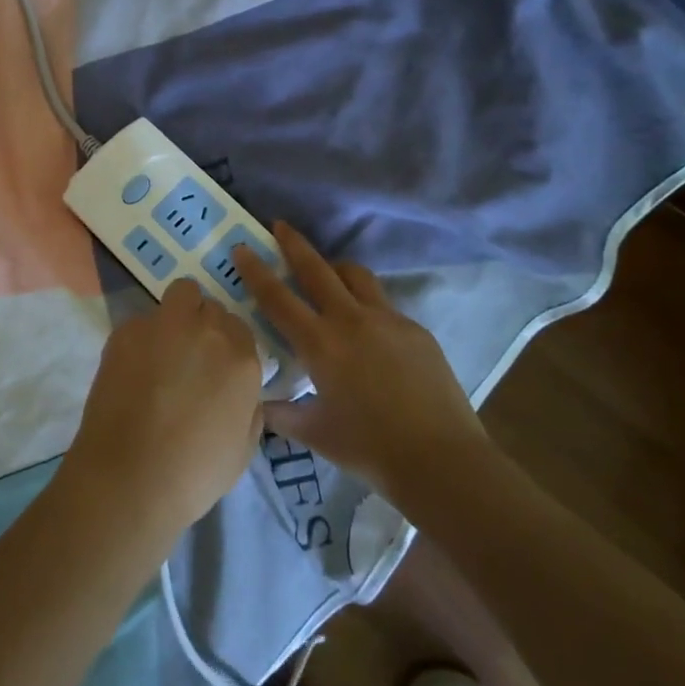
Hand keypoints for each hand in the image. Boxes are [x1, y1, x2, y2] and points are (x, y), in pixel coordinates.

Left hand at [61, 279, 264, 541]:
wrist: (131, 477)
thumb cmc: (194, 473)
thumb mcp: (244, 447)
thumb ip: (249, 406)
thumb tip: (241, 389)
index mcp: (242, 359)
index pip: (240, 327)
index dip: (227, 345)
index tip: (215, 364)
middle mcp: (208, 331)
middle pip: (211, 308)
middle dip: (203, 325)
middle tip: (188, 356)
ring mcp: (165, 325)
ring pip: (180, 295)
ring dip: (177, 314)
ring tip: (161, 349)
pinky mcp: (127, 330)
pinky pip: (142, 320)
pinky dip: (141, 336)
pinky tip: (131, 368)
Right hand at [235, 223, 486, 492]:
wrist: (441, 460)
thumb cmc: (369, 448)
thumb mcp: (315, 434)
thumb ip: (281, 415)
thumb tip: (259, 405)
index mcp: (320, 344)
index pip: (278, 298)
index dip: (256, 272)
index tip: (242, 248)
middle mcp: (351, 321)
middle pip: (317, 269)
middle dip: (294, 244)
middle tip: (280, 225)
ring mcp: (388, 321)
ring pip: (356, 276)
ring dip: (335, 268)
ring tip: (327, 273)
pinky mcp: (416, 331)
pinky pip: (383, 306)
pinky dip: (366, 305)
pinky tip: (368, 330)